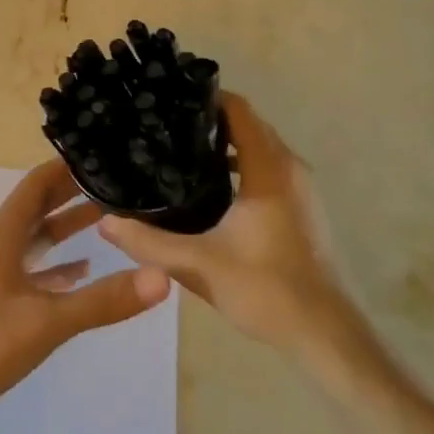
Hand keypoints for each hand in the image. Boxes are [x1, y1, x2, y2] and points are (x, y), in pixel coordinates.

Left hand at [0, 159, 170, 422]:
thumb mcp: (47, 320)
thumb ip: (102, 299)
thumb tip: (162, 276)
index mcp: (3, 233)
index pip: (37, 183)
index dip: (67, 167)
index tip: (105, 156)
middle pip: (39, 205)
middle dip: (74, 192)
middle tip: (117, 183)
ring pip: (37, 237)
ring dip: (67, 226)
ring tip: (110, 218)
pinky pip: (34, 270)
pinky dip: (59, 265)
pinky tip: (85, 270)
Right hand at [98, 93, 376, 384]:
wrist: (328, 337)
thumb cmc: (267, 290)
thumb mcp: (198, 265)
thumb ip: (149, 242)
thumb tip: (105, 223)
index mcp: (269, 169)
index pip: (239, 110)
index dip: (204, 96)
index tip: (167, 96)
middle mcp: (289, 168)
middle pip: (248, 123)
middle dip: (207, 117)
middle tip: (161, 121)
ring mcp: (299, 188)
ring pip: (258, 146)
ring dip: (224, 142)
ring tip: (176, 148)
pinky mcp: (301, 208)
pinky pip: (266, 167)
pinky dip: (239, 163)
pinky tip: (206, 186)